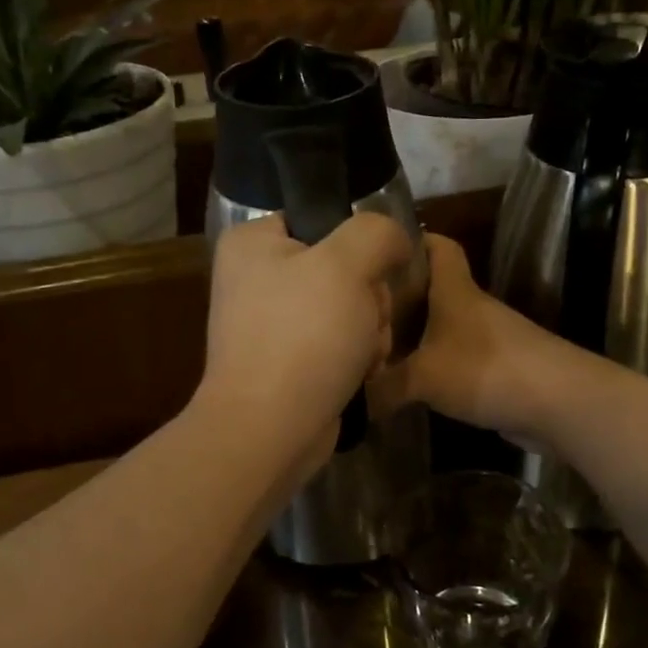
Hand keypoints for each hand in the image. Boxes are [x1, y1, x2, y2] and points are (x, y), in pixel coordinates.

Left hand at [198, 212, 413, 470]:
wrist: (270, 430)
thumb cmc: (303, 336)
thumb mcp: (347, 264)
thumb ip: (376, 232)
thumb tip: (393, 239)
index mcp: (253, 243)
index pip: (321, 218)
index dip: (358, 243)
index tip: (372, 272)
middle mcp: (256, 278)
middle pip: (342, 267)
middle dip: (369, 298)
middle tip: (367, 321)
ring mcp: (270, 323)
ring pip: (348, 307)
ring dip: (370, 330)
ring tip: (364, 354)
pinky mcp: (287, 361)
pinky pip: (337, 342)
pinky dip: (356, 356)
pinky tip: (359, 373)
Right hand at [370, 234, 575, 442]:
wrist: (557, 403)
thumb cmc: (486, 369)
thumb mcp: (423, 377)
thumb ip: (382, 388)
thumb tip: (352, 400)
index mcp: (454, 290)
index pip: (437, 245)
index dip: (411, 240)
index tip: (376, 250)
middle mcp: (471, 307)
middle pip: (432, 288)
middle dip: (399, 296)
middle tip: (358, 311)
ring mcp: (487, 338)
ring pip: (441, 326)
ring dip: (414, 335)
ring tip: (374, 349)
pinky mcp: (494, 368)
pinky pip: (453, 358)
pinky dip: (431, 366)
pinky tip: (406, 384)